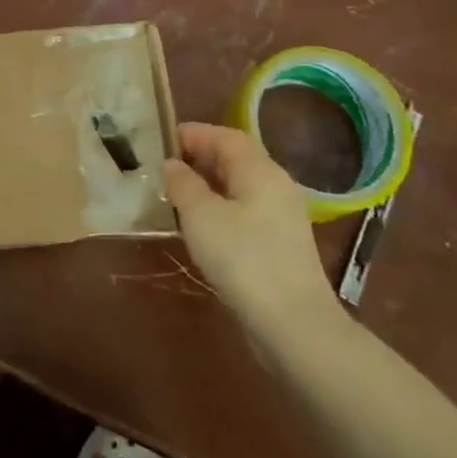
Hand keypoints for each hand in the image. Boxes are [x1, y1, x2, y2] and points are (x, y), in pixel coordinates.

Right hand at [164, 123, 341, 348]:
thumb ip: (183, 184)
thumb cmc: (243, 258)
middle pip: (236, 159)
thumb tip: (172, 165)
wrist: (293, 323)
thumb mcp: (201, 216)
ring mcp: (282, 216)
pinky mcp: (280, 244)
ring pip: (240, 186)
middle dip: (200, 157)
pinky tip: (200, 225)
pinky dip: (220, 207)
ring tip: (176, 194)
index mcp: (260, 170)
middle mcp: (276, 185)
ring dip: (209, 184)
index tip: (163, 140)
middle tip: (165, 166)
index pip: (225, 137)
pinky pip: (245, 210)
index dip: (194, 134)